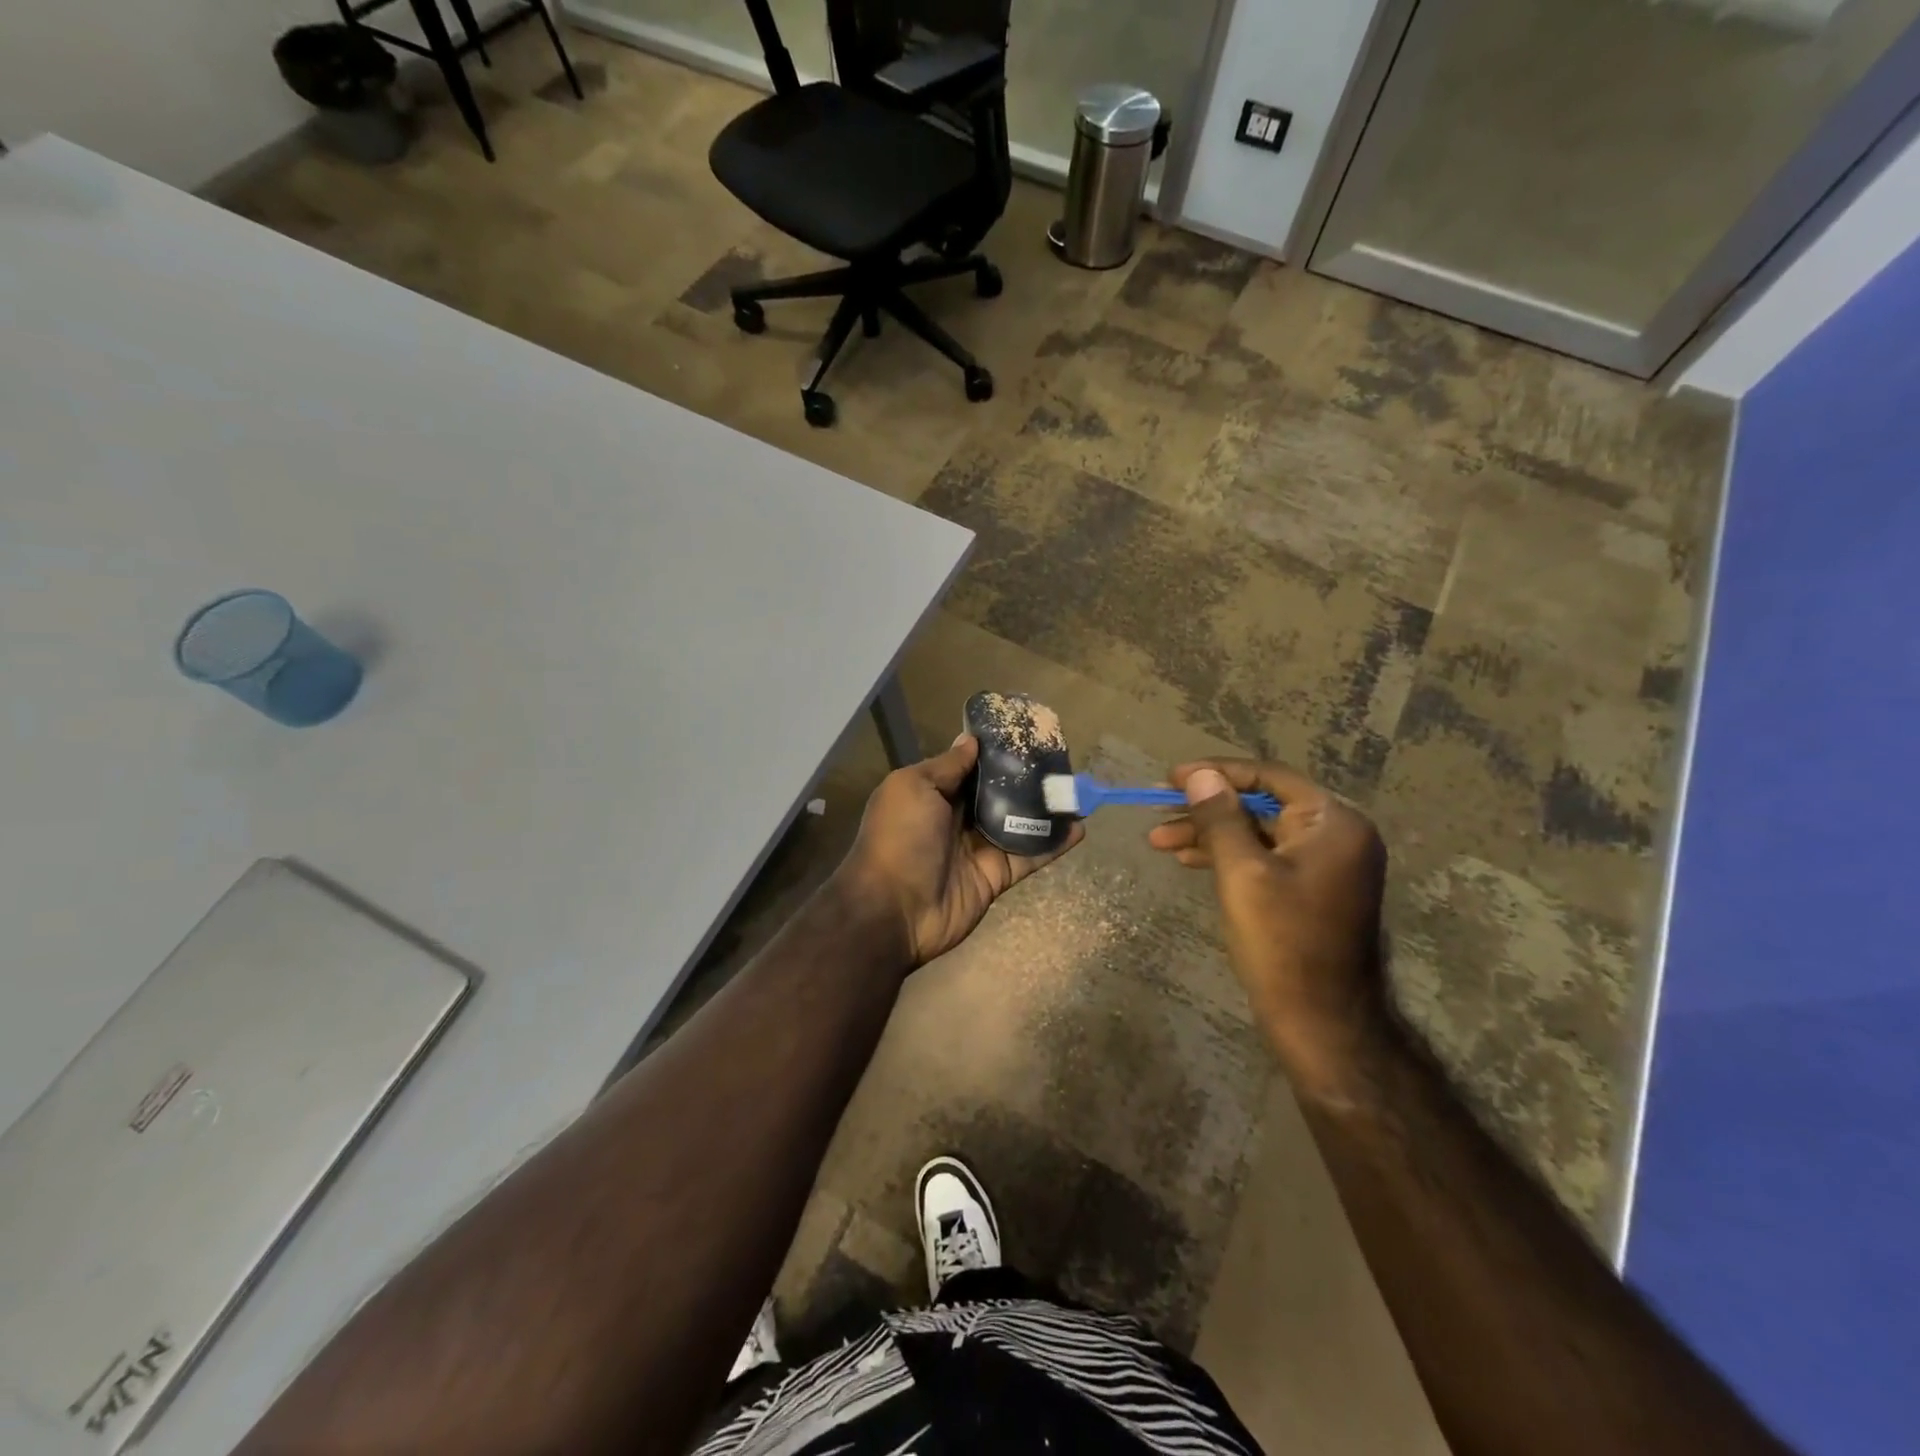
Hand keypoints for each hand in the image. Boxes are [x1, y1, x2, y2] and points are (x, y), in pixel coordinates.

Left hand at [837, 734, 1083, 967]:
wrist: (893, 910)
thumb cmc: (899, 838)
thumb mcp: (913, 787)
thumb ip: (946, 766)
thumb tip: (971, 741)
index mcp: (933, 793)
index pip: (970, 766)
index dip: (995, 751)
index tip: (1025, 734)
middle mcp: (957, 817)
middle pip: (998, 792)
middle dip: (1026, 777)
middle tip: (1060, 759)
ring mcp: (978, 847)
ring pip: (1018, 822)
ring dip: (1046, 808)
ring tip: (1075, 789)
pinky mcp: (997, 875)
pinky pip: (1029, 855)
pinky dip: (1054, 843)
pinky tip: (1079, 827)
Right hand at [1148, 760, 1388, 1079]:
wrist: (1320, 1020)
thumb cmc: (1282, 941)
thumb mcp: (1241, 872)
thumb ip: (1220, 817)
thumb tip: (1200, 774)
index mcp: (1333, 822)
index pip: (1268, 777)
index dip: (1215, 772)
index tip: (1170, 777)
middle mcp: (1337, 834)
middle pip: (1261, 804)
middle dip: (1206, 809)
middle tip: (1158, 810)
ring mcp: (1325, 863)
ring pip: (1257, 832)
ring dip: (1209, 833)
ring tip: (1159, 841)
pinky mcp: (1310, 887)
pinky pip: (1265, 856)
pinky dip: (1228, 856)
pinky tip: (1188, 859)